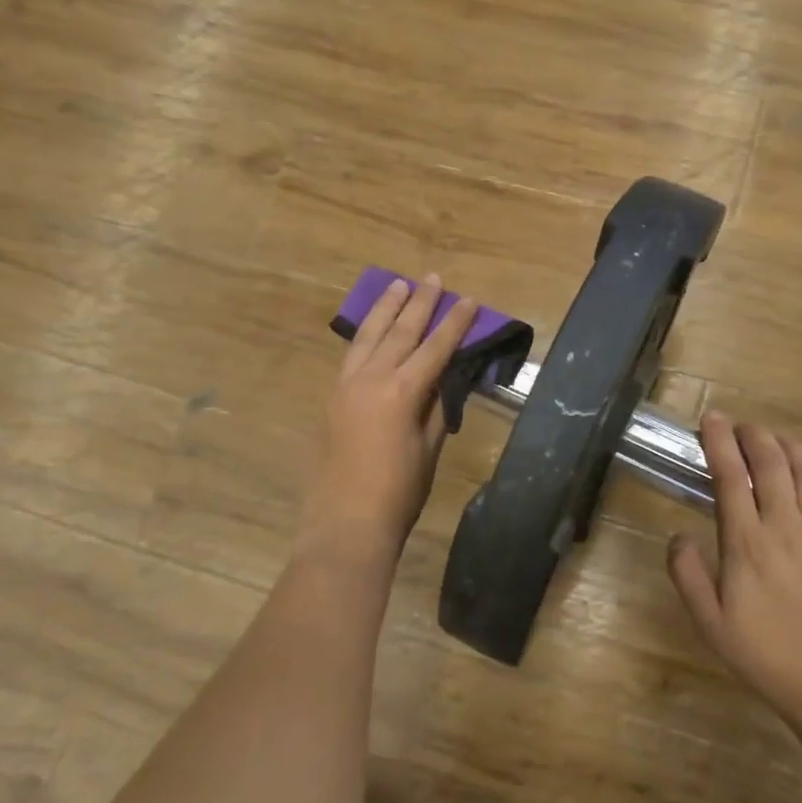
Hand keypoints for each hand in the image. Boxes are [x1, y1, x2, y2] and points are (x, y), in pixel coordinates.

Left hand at [298, 274, 477, 558]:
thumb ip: (435, 409)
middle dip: (419, 304)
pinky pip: (352, 356)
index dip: (455, 323)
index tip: (469, 300)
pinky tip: (371, 329)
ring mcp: (346, 387)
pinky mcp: (333, 399)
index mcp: (401, 392)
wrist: (346, 524)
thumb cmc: (398, 493)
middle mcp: (370, 380)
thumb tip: (442, 381)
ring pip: (367, 337)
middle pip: (399, 332)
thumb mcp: (428, 449)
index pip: (434, 348)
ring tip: (397, 285)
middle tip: (432, 278)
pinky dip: (365, 336)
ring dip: (385, 310)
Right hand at [667, 413, 801, 736]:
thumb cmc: (766, 656)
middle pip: (771, 462)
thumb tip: (678, 535)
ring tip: (776, 441)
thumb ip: (688, 575)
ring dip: (791, 447)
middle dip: (753, 435)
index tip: (710, 420)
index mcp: (747, 542)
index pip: (730, 476)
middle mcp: (787, 526)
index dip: (719, 441)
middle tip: (740, 426)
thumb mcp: (710, 623)